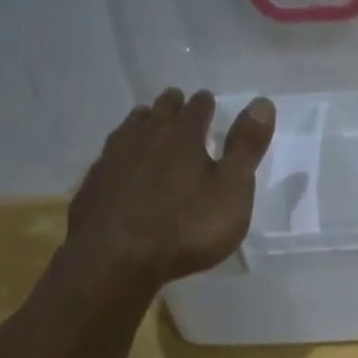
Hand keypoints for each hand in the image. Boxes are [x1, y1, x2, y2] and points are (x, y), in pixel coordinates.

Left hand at [60, 89, 274, 288]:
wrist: (116, 257)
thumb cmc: (187, 227)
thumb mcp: (232, 191)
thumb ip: (247, 148)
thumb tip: (263, 101)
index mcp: (184, 137)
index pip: (197, 109)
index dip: (205, 104)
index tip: (207, 100)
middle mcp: (146, 137)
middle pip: (160, 113)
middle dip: (171, 106)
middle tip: (176, 102)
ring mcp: (114, 158)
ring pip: (131, 129)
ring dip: (143, 123)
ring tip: (147, 122)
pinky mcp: (94, 183)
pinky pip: (110, 156)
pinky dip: (121, 152)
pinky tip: (121, 163)